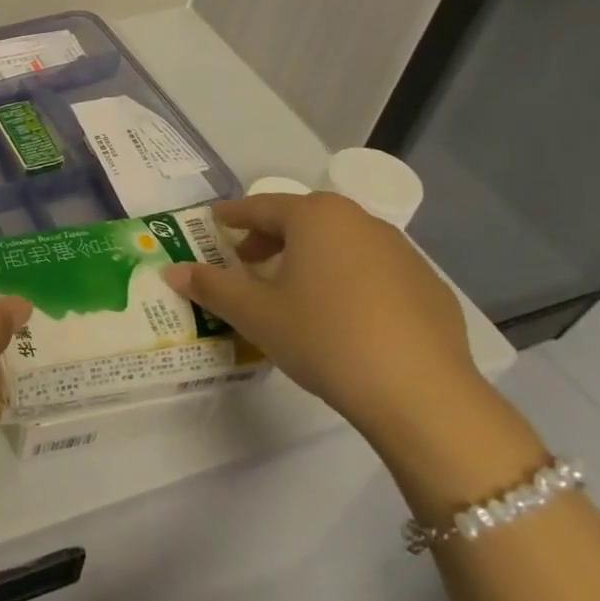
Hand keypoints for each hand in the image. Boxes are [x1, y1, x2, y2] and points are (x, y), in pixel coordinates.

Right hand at [163, 192, 481, 447]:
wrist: (421, 394)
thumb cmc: (323, 337)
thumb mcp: (254, 313)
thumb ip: (210, 287)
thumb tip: (171, 271)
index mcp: (315, 218)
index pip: (261, 206)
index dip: (233, 215)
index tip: (215, 221)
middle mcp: (360, 222)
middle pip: (304, 219)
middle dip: (271, 236)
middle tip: (247, 261)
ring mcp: (402, 253)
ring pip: (341, 243)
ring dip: (311, 256)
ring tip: (292, 290)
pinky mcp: (429, 287)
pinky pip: (374, 270)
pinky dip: (348, 279)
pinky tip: (342, 316)